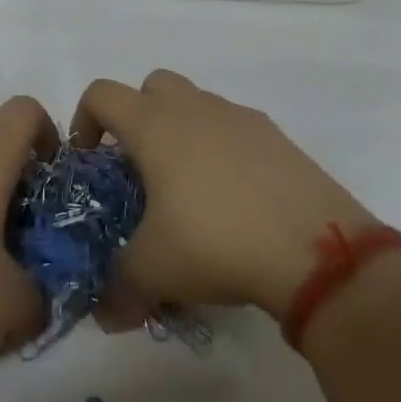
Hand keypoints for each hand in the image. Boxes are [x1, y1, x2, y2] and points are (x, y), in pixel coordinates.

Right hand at [71, 70, 381, 321]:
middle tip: (139, 167)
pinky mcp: (278, 138)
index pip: (102, 94)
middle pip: (153, 86)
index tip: (89, 159)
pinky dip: (223, 150)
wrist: (315, 248)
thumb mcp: (153, 272)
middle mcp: (196, 109)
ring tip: (189, 190)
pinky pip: (236, 129)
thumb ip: (118, 288)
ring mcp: (241, 118)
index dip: (84, 120)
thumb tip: (105, 316)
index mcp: (155, 126)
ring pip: (197, 105)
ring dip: (182, 132)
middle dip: (137, 116)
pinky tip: (234, 199)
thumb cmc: (216, 243)